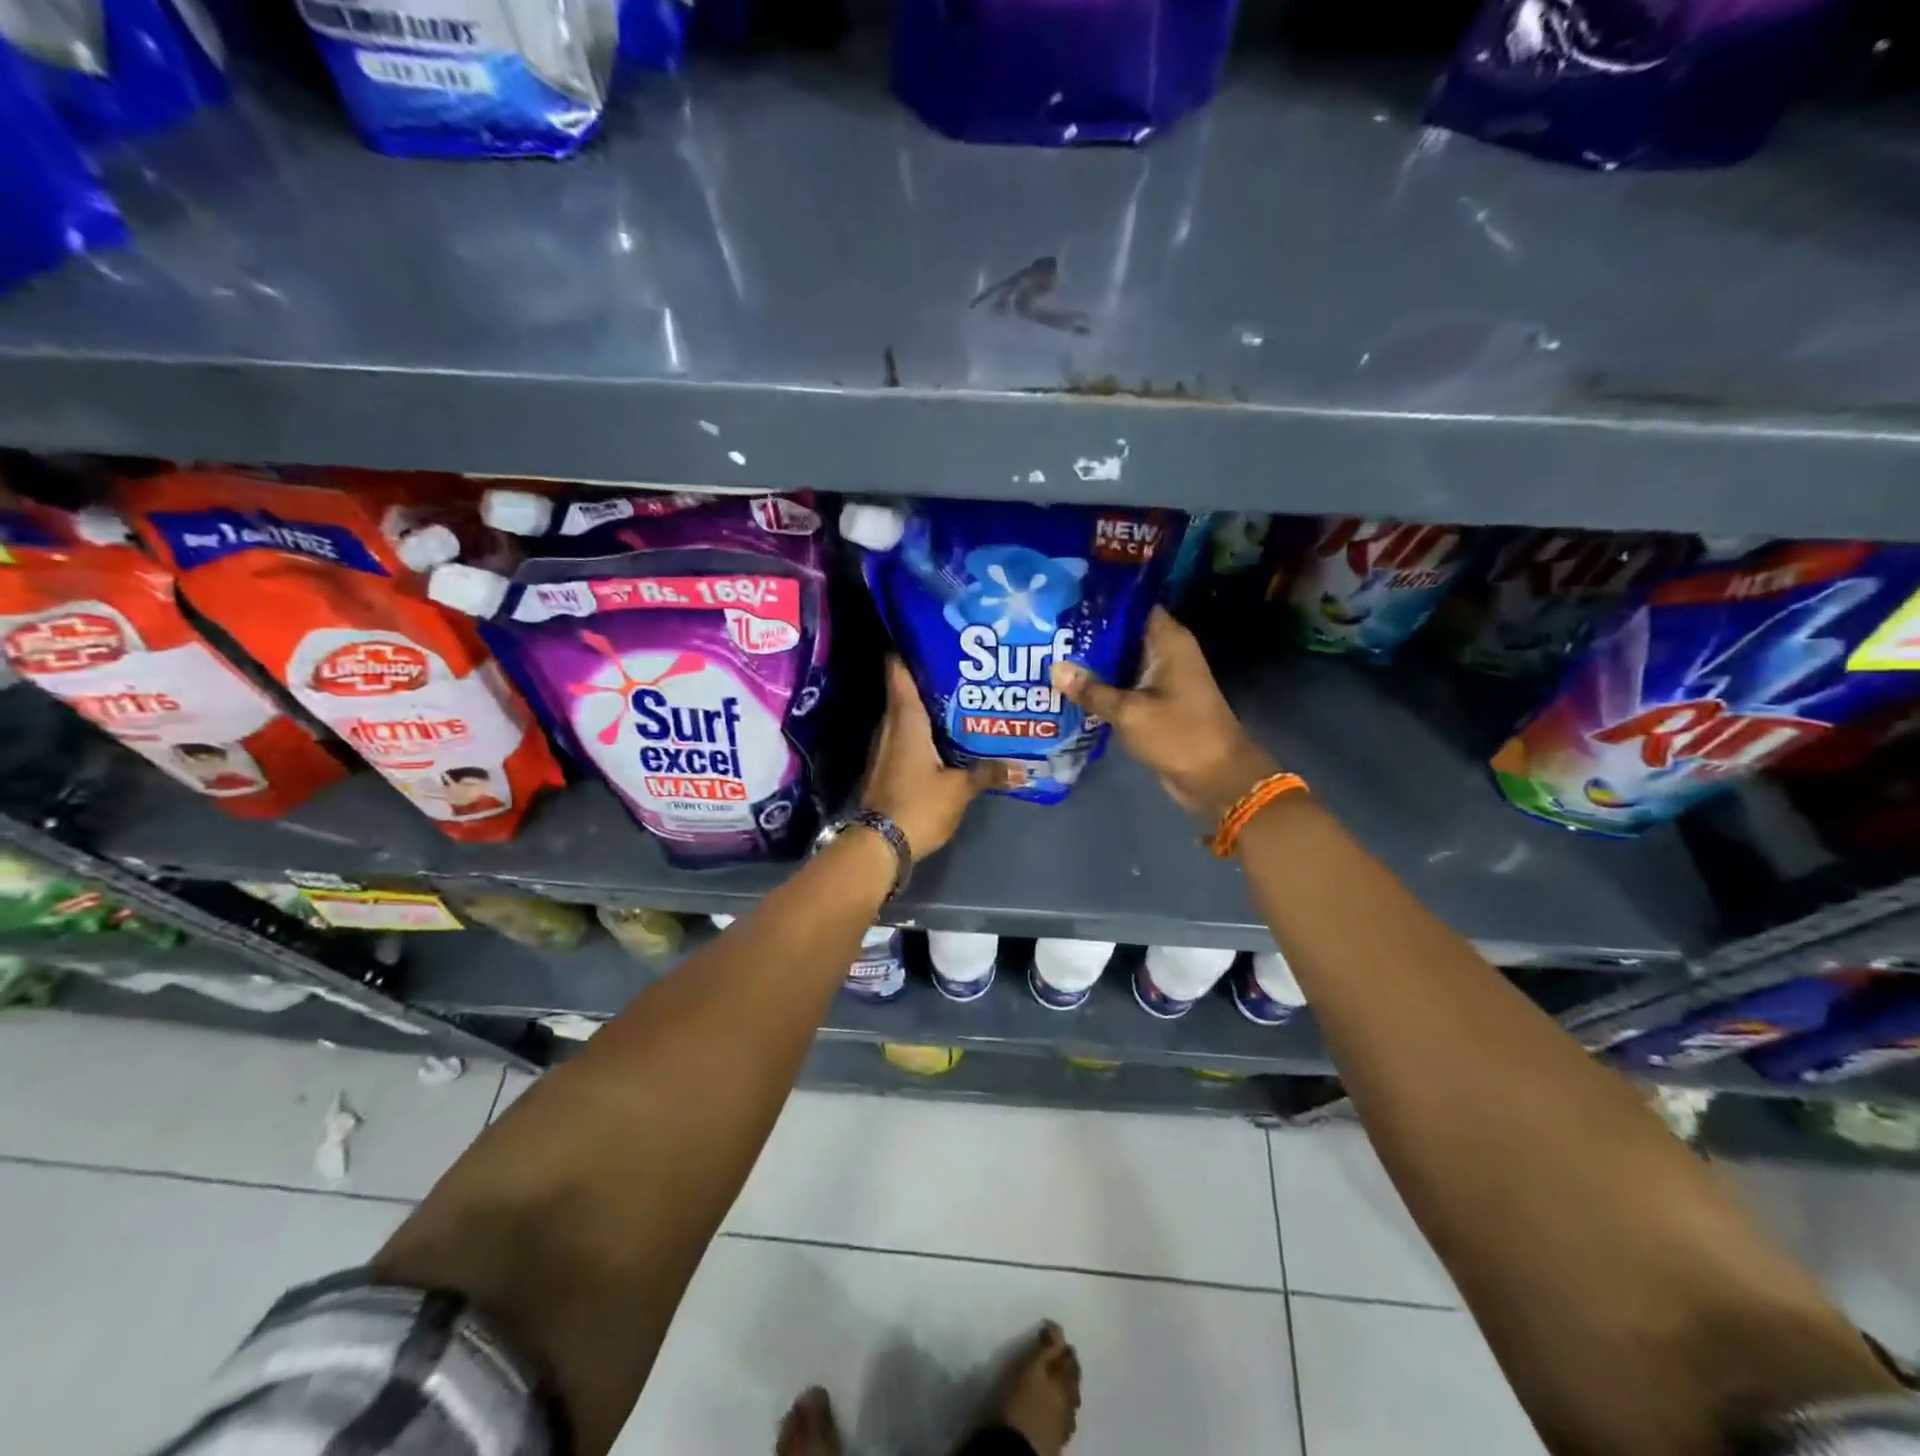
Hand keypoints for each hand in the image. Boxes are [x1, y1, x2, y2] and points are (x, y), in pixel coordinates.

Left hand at [862, 656, 1005, 858]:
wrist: (879, 846)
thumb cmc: (918, 806)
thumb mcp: (959, 790)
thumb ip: (988, 773)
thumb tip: (1023, 768)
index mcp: (905, 720)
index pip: (898, 670)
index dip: (909, 648)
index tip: (933, 634)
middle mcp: (890, 726)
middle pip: (905, 690)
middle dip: (931, 677)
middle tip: (965, 667)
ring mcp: (886, 747)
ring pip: (906, 715)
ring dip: (929, 706)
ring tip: (964, 698)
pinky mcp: (888, 766)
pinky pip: (906, 737)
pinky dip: (924, 731)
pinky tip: (948, 736)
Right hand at [1052, 606, 1277, 821]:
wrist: (1216, 778)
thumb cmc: (1178, 735)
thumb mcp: (1129, 712)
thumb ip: (1091, 690)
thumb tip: (1054, 668)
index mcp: (1168, 641)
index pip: (1132, 605)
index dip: (1100, 602)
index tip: (1066, 601)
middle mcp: (1166, 652)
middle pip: (1122, 632)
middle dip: (1088, 633)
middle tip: (1048, 631)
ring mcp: (1162, 677)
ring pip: (1120, 660)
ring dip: (1092, 662)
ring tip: (1049, 655)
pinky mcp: (1156, 701)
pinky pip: (1124, 684)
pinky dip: (1102, 685)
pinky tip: (1070, 687)